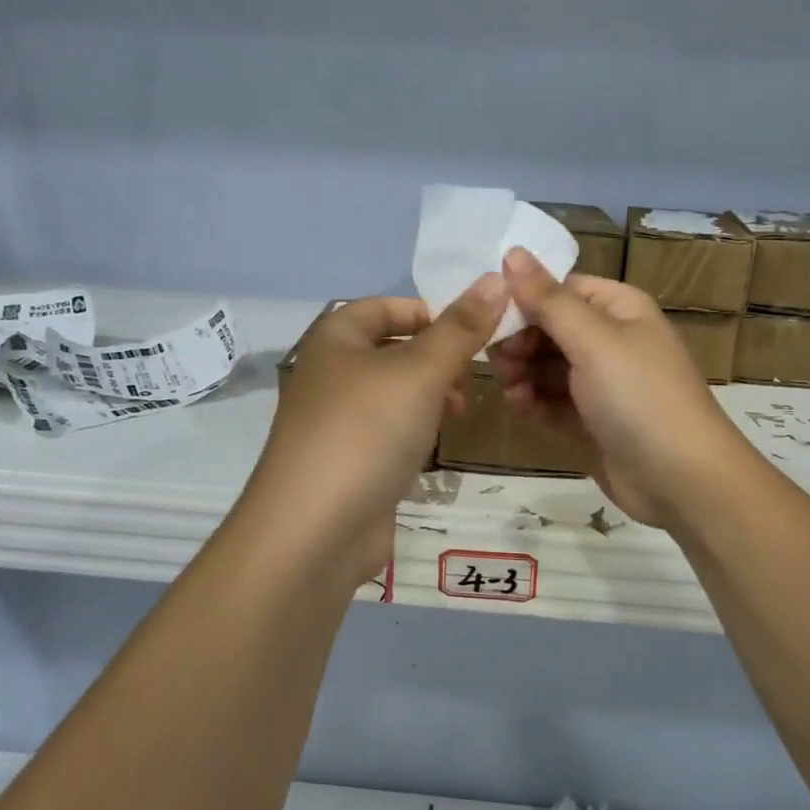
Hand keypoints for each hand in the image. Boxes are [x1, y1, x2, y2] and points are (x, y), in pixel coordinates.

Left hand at [243, 278, 505, 586]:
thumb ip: (460, 329)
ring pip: (395, 393)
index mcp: (335, 337)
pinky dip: (414, 431)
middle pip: (394, 348)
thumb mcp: (420, 371)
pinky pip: (388, 431)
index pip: (387, 305)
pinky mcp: (347, 461)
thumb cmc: (366, 432)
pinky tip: (433, 447)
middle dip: (438, 359)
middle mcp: (330, 373)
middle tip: (469, 381)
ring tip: (459, 415)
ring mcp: (336, 421)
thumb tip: (495, 278)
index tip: (473, 336)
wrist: (314, 530)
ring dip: (430, 397)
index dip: (432, 313)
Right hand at [492, 249, 749, 528]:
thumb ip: (548, 298)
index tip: (489, 318)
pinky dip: (534, 402)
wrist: (681, 479)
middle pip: (550, 328)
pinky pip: (553, 401)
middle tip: (499, 361)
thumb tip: (513, 250)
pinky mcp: (593, 420)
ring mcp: (602, 383)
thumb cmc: (639, 396)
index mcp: (619, 308)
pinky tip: (520, 408)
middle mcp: (611, 340)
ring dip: (523, 374)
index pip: (561, 289)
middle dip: (520, 341)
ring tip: (511, 389)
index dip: (525, 299)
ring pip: (547, 366)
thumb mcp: (593, 340)